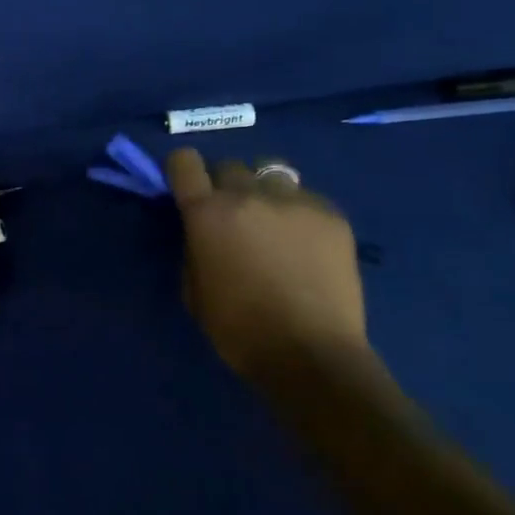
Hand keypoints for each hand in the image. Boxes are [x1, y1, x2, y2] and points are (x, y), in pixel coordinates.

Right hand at [165, 148, 370, 376]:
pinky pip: (306, 198)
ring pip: (272, 173)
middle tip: (232, 215)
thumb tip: (202, 231)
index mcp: (207, 213)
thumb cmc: (238, 327)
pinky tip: (305, 243)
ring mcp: (294, 202)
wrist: (310, 352)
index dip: (182, 170)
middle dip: (225, 185)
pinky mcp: (332, 215)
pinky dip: (298, 212)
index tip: (186, 187)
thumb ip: (194, 247)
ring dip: (264, 191)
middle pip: (230, 166)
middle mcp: (248, 195)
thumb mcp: (194, 287)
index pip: (184, 162)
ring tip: (272, 221)